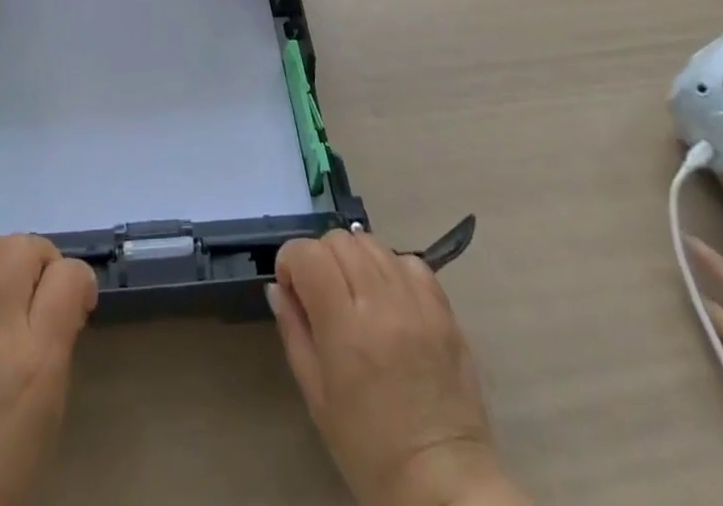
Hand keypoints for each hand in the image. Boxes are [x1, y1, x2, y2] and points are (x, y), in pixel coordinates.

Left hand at [0, 235, 97, 505]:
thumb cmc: (10, 463)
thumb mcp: (53, 402)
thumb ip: (60, 338)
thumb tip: (65, 295)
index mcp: (36, 357)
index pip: (67, 276)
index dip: (80, 278)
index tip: (78, 296)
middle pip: (24, 248)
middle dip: (43, 256)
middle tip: (42, 284)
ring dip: (3, 256)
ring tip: (6, 281)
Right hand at [270, 230, 528, 505]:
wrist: (444, 484)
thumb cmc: (369, 449)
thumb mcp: (316, 396)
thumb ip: (293, 331)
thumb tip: (278, 287)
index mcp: (345, 326)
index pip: (308, 253)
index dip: (290, 260)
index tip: (291, 286)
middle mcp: (381, 302)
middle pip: (339, 240)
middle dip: (320, 257)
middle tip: (321, 293)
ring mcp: (417, 302)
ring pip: (373, 243)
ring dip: (355, 258)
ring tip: (355, 293)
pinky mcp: (444, 310)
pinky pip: (410, 261)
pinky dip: (391, 268)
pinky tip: (388, 297)